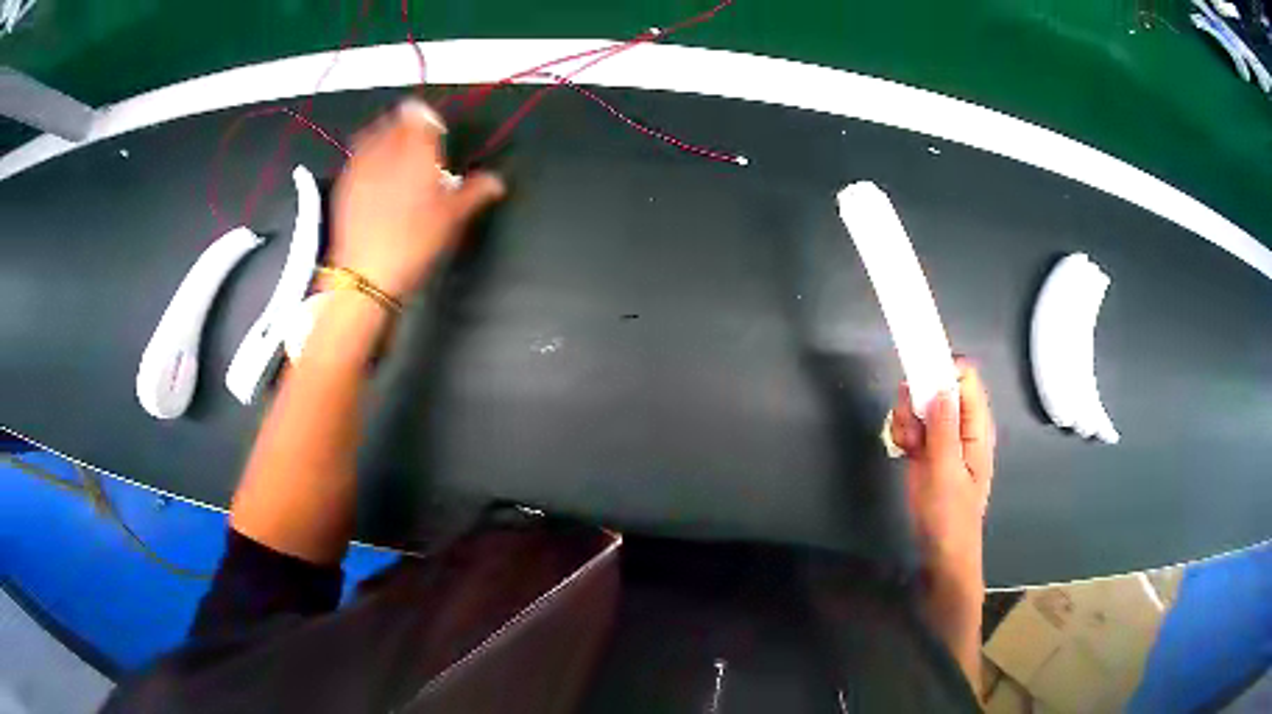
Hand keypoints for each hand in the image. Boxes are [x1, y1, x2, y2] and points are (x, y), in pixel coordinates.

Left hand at [330, 99, 505, 298]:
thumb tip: (495, 181)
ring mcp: (361, 164)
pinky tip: (375, 175)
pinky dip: (368, 156)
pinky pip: (358, 154)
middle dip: (408, 128)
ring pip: (374, 133)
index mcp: (417, 151)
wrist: (366, 274)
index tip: (436, 136)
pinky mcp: (344, 181)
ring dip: (387, 137)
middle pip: (397, 121)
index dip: (431, 123)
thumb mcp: (452, 219)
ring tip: (395, 156)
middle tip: (418, 147)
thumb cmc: (414, 244)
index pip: (423, 117)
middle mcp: (387, 149)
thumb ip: (475, 192)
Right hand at [890, 359, 995, 591]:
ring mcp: (943, 436)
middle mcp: (961, 424)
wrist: (941, 551)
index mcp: (976, 426)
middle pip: (937, 385)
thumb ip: (944, 426)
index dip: (942, 371)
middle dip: (917, 398)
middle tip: (911, 426)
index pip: (965, 377)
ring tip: (907, 445)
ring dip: (906, 418)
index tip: (918, 383)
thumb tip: (941, 382)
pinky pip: (911, 423)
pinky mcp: (927, 448)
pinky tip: (903, 451)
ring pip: (920, 403)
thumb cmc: (949, 515)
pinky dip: (902, 432)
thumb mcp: (946, 471)